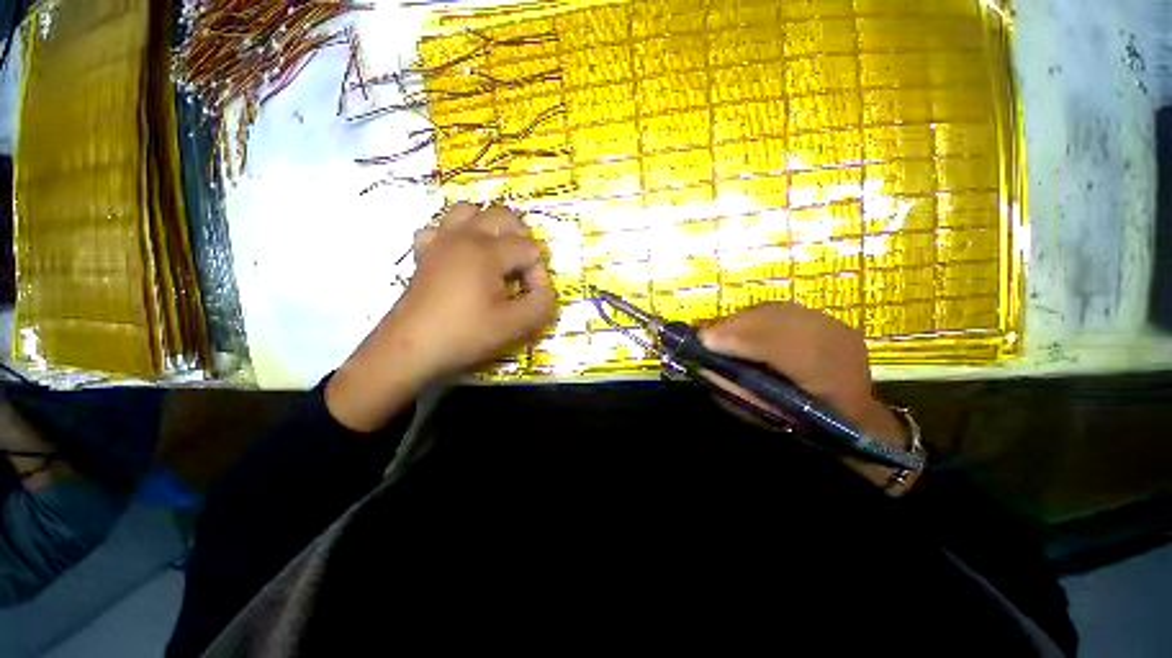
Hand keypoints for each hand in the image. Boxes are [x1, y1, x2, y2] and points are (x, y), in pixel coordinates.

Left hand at [326, 203, 555, 431]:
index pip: (530, 248)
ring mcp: (440, 241)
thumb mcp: (515, 325)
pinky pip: (440, 228)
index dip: (537, 273)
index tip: (531, 298)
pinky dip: (456, 234)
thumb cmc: (465, 335)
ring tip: (497, 255)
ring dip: (490, 228)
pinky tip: (461, 256)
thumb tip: (544, 289)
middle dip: (522, 239)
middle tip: (523, 271)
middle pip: (504, 216)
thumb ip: (542, 303)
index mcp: (487, 250)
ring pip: (470, 211)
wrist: (410, 350)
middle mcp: (464, 235)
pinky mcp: (424, 253)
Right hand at [699, 303, 914, 490]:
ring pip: (777, 312)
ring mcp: (836, 327)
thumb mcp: (766, 418)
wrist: (854, 419)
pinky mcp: (829, 320)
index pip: (778, 347)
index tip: (703, 340)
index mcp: (828, 379)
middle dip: (733, 325)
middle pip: (774, 320)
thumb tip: (704, 366)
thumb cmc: (804, 425)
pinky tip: (742, 328)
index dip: (737, 339)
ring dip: (742, 321)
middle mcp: (838, 344)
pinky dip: (756, 318)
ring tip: (719, 332)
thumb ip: (736, 391)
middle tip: (705, 335)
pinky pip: (783, 312)